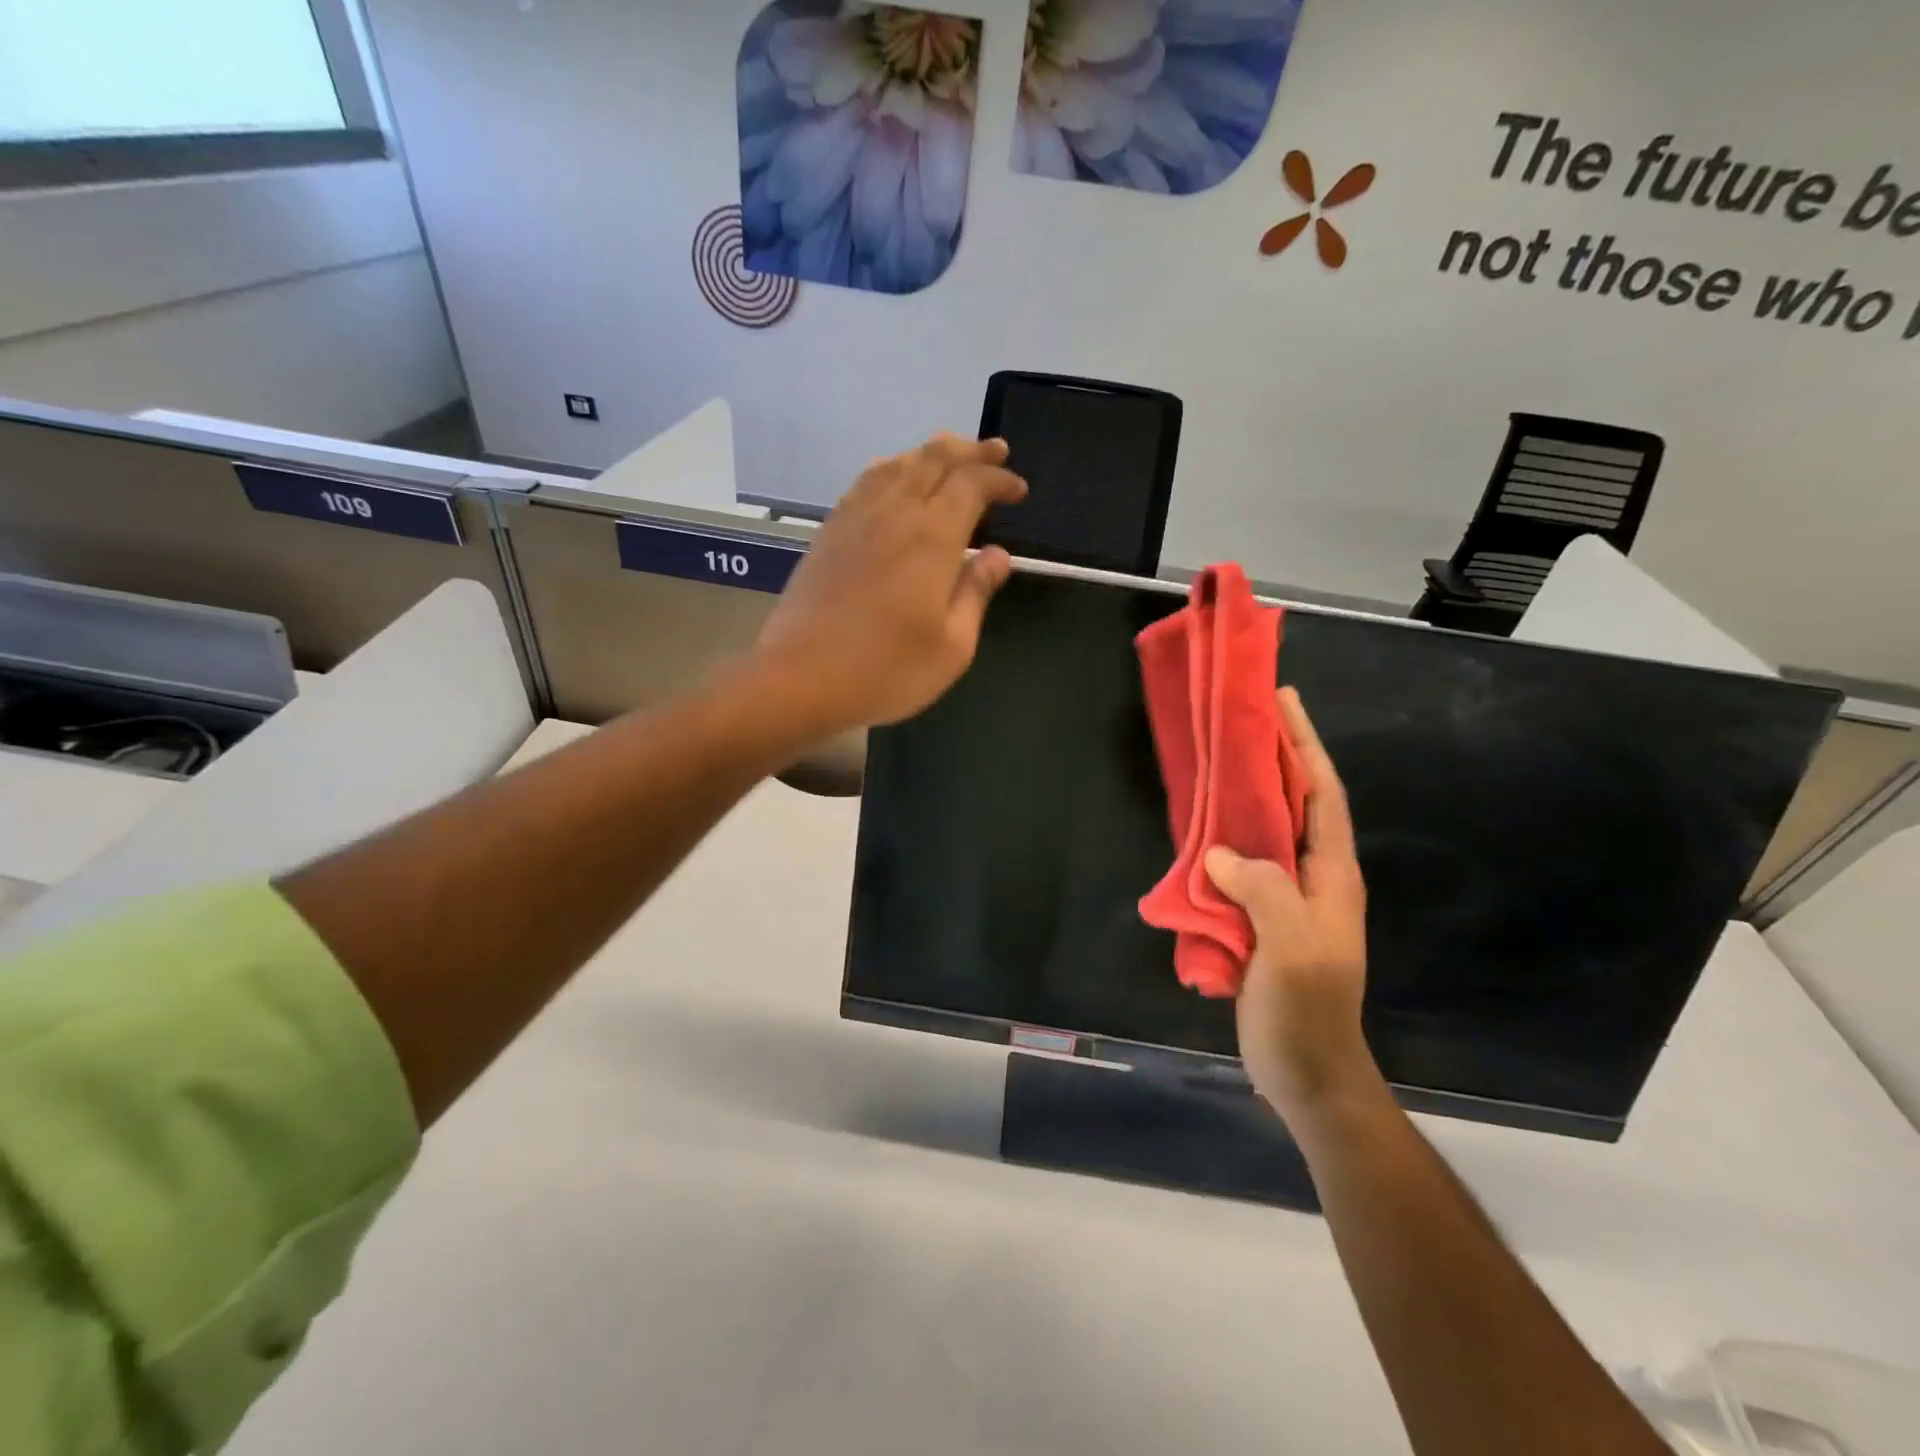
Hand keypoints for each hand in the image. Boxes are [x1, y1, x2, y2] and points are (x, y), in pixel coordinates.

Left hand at [754, 434, 1026, 735]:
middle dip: (970, 450)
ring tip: (950, 456)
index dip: (999, 480)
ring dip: (929, 453)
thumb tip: (998, 555)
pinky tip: (893, 478)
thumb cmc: (887, 670)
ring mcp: (855, 519)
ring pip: (897, 464)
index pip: (971, 484)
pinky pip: (865, 481)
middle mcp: (894, 514)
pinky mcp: (829, 532)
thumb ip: (976, 593)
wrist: (801, 677)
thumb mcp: (952, 646)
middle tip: (994, 452)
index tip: (1019, 491)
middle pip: (934, 459)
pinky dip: (891, 469)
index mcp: (932, 538)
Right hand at [1206, 689, 1377, 1126]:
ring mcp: (1287, 900)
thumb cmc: (1306, 1010)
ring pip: (1267, 833)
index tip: (1284, 703)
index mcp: (1331, 876)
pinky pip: (1242, 866)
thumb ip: (1263, 891)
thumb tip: (1219, 853)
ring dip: (1247, 796)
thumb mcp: (1291, 948)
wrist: (1306, 1073)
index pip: (1323, 795)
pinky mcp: (1261, 920)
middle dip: (1277, 759)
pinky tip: (1199, 831)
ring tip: (1217, 764)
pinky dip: (1223, 840)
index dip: (1305, 746)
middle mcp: (1313, 878)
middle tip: (1244, 721)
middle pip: (1297, 805)